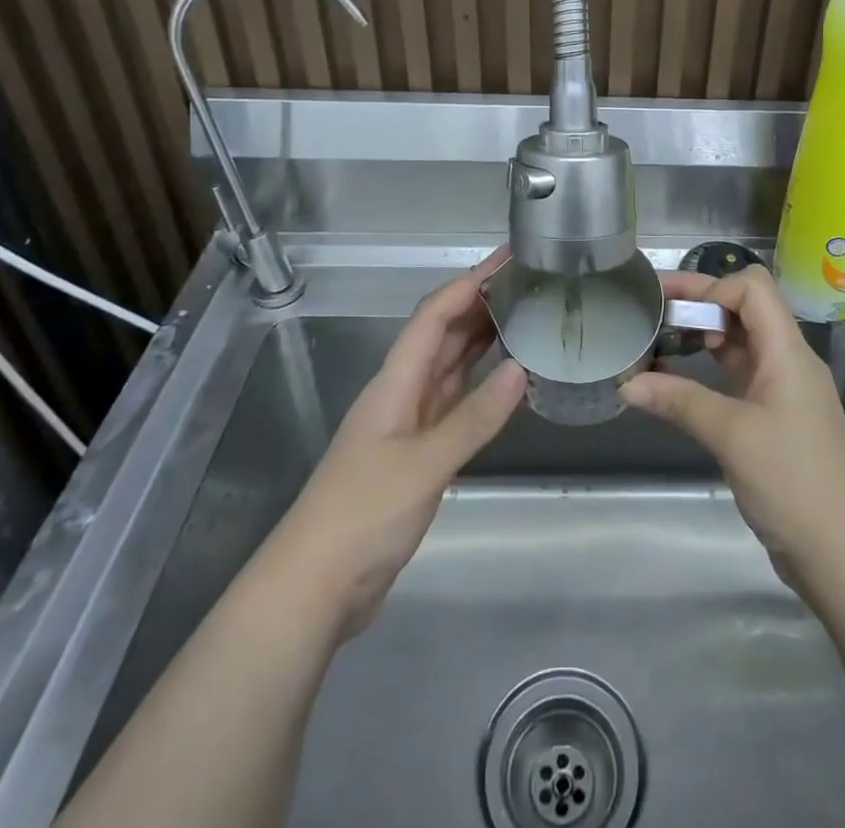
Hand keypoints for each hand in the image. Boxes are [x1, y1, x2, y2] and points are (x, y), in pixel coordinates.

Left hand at [260, 249, 526, 639]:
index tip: (508, 259)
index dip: (469, 282)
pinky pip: (455, 402)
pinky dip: (481, 385)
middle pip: (442, 333)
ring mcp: (409, 423)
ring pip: (450, 366)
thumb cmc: (363, 515)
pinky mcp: (418, 453)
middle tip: (529, 283)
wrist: (315, 587)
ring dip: (482, 339)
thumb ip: (474, 417)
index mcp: (395, 382)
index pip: (434, 315)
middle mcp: (402, 392)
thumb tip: (521, 368)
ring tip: (525, 315)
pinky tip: (507, 379)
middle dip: (480, 302)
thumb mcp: (424, 464)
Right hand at [621, 266, 844, 580]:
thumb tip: (626, 383)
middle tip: (650, 306)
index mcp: (787, 350)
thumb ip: (679, 402)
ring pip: (738, 343)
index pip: (752, 288)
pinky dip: (706, 371)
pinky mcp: (772, 418)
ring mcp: (781, 390)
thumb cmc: (793, 481)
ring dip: (700, 336)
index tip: (673, 308)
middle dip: (698, 302)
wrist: (844, 554)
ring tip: (656, 339)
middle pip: (743, 309)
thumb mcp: (731, 435)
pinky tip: (675, 381)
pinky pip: (736, 377)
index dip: (712, 287)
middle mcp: (786, 360)